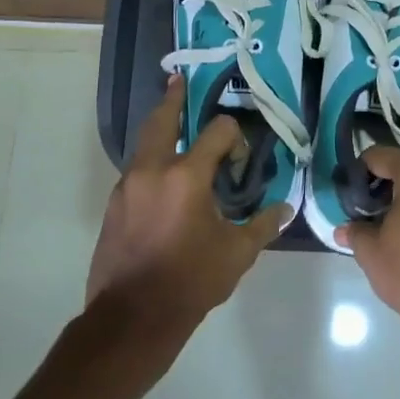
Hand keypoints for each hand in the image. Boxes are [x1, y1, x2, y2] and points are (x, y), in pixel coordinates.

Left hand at [86, 76, 290, 323]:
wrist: (131, 316)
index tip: (239, 161)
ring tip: (172, 123)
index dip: (233, 137)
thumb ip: (263, 225)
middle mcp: (152, 170)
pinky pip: (135, 170)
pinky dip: (151, 161)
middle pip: (161, 120)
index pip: (217, 132)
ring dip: (159, 130)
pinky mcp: (114, 205)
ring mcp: (127, 186)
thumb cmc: (190, 281)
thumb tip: (285, 208)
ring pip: (143, 144)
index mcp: (186, 177)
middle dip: (173, 100)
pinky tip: (163, 178)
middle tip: (179, 82)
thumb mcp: (236, 254)